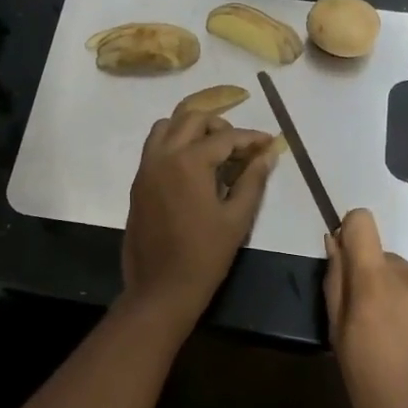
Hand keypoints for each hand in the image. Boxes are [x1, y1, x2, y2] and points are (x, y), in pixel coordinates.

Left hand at [121, 107, 278, 328]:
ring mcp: (146, 168)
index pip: (225, 137)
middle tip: (240, 146)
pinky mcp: (138, 183)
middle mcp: (163, 156)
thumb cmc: (205, 255)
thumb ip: (253, 180)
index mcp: (188, 162)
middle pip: (192, 119)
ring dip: (191, 128)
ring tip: (213, 149)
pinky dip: (174, 143)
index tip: (268, 143)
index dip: (250, 138)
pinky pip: (155, 147)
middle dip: (220, 126)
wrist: (161, 289)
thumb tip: (267, 155)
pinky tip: (193, 166)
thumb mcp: (237, 218)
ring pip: (167, 126)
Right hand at [324, 208, 407, 407]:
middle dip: (379, 283)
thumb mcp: (339, 339)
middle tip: (378, 325)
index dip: (353, 232)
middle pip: (388, 261)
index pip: (362, 222)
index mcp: (374, 282)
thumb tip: (335, 244)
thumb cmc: (373, 389)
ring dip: (407, 304)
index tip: (350, 257)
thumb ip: (336, 284)